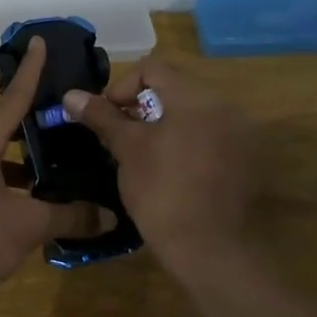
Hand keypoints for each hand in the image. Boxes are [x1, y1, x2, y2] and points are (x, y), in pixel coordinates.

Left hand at [0, 37, 112, 309]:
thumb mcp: (28, 226)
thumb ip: (70, 216)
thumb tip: (110, 215)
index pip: (12, 99)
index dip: (30, 71)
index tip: (39, 41)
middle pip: (4, 124)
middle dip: (34, 115)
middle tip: (67, 107)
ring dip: (27, 153)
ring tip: (62, 153)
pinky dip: (18, 179)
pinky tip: (41, 196)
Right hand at [60, 56, 255, 273]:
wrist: (210, 249)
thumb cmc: (162, 192)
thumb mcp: (127, 150)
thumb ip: (102, 116)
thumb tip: (71, 95)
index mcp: (197, 97)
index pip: (153, 67)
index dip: (122, 86)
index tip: (108, 116)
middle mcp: (225, 107)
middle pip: (175, 88)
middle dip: (142, 107)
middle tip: (122, 136)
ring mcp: (240, 134)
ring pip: (192, 113)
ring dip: (164, 124)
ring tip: (143, 154)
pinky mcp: (245, 160)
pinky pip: (209, 136)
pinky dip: (186, 142)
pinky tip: (171, 171)